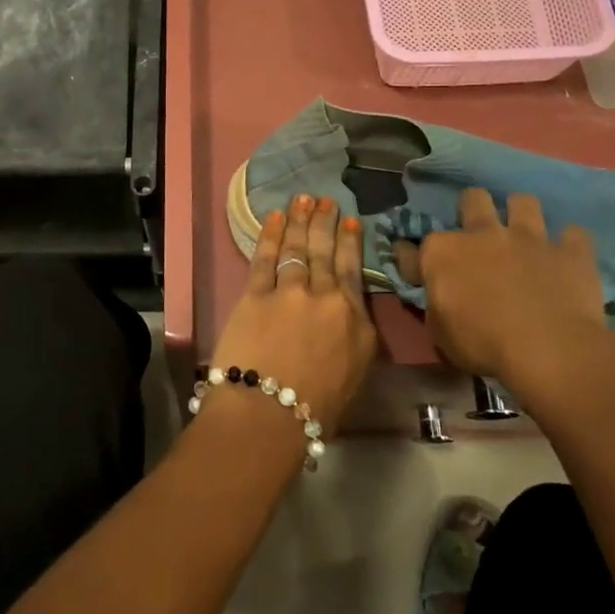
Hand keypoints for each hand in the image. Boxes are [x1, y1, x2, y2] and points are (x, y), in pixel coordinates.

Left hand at [210, 194, 376, 434]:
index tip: (351, 222)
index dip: (351, 244)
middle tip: (326, 200)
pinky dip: (271, 234)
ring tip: (303, 198)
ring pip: (298, 248)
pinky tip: (274, 216)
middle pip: (326, 253)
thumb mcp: (353, 377)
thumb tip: (346, 322)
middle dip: (326, 223)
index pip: (354, 273)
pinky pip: (266, 257)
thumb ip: (352, 341)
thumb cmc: (314, 412)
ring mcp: (292, 292)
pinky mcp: (257, 294)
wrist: (270, 414)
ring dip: (300, 220)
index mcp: (358, 323)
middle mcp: (329, 299)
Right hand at [416, 188, 614, 422]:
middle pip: (473, 198)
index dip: (411, 254)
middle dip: (473, 208)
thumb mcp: (439, 332)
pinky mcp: (570, 251)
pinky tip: (565, 255)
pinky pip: (574, 234)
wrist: (549, 350)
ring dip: (520, 213)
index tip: (415, 265)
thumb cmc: (483, 345)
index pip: (414, 245)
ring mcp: (530, 238)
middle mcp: (483, 233)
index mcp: (442, 253)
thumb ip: (434, 302)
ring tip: (522, 233)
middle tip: (477, 232)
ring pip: (524, 201)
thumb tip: (433, 289)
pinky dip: (569, 243)